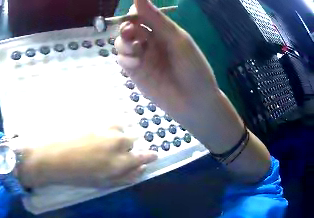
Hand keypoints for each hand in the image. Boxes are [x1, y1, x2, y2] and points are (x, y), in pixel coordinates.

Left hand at [18, 126, 157, 187]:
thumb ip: (125, 177)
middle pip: (133, 140)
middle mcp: (118, 143)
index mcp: (120, 162)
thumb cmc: (75, 176)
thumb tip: (141, 170)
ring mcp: (107, 130)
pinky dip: (108, 128)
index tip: (152, 155)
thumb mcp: (102, 183)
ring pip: (122, 129)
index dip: (150, 156)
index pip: (144, 156)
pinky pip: (110, 122)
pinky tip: (97, 133)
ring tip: (102, 142)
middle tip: (111, 153)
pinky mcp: (96, 121)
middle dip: (127, 147)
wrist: (50, 157)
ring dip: (117, 135)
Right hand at [115, 0, 245, 152]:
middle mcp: (150, 42)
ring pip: (122, 43)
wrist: (196, 103)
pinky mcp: (137, 74)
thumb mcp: (177, 39)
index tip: (133, 16)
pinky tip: (135, 63)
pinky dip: (125, 58)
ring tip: (135, 51)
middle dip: (126, 29)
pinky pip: (123, 60)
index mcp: (162, 31)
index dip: (133, 14)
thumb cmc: (193, 68)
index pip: (140, 15)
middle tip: (132, 33)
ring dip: (123, 43)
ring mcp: (143, 58)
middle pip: (128, 28)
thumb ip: (156, 18)